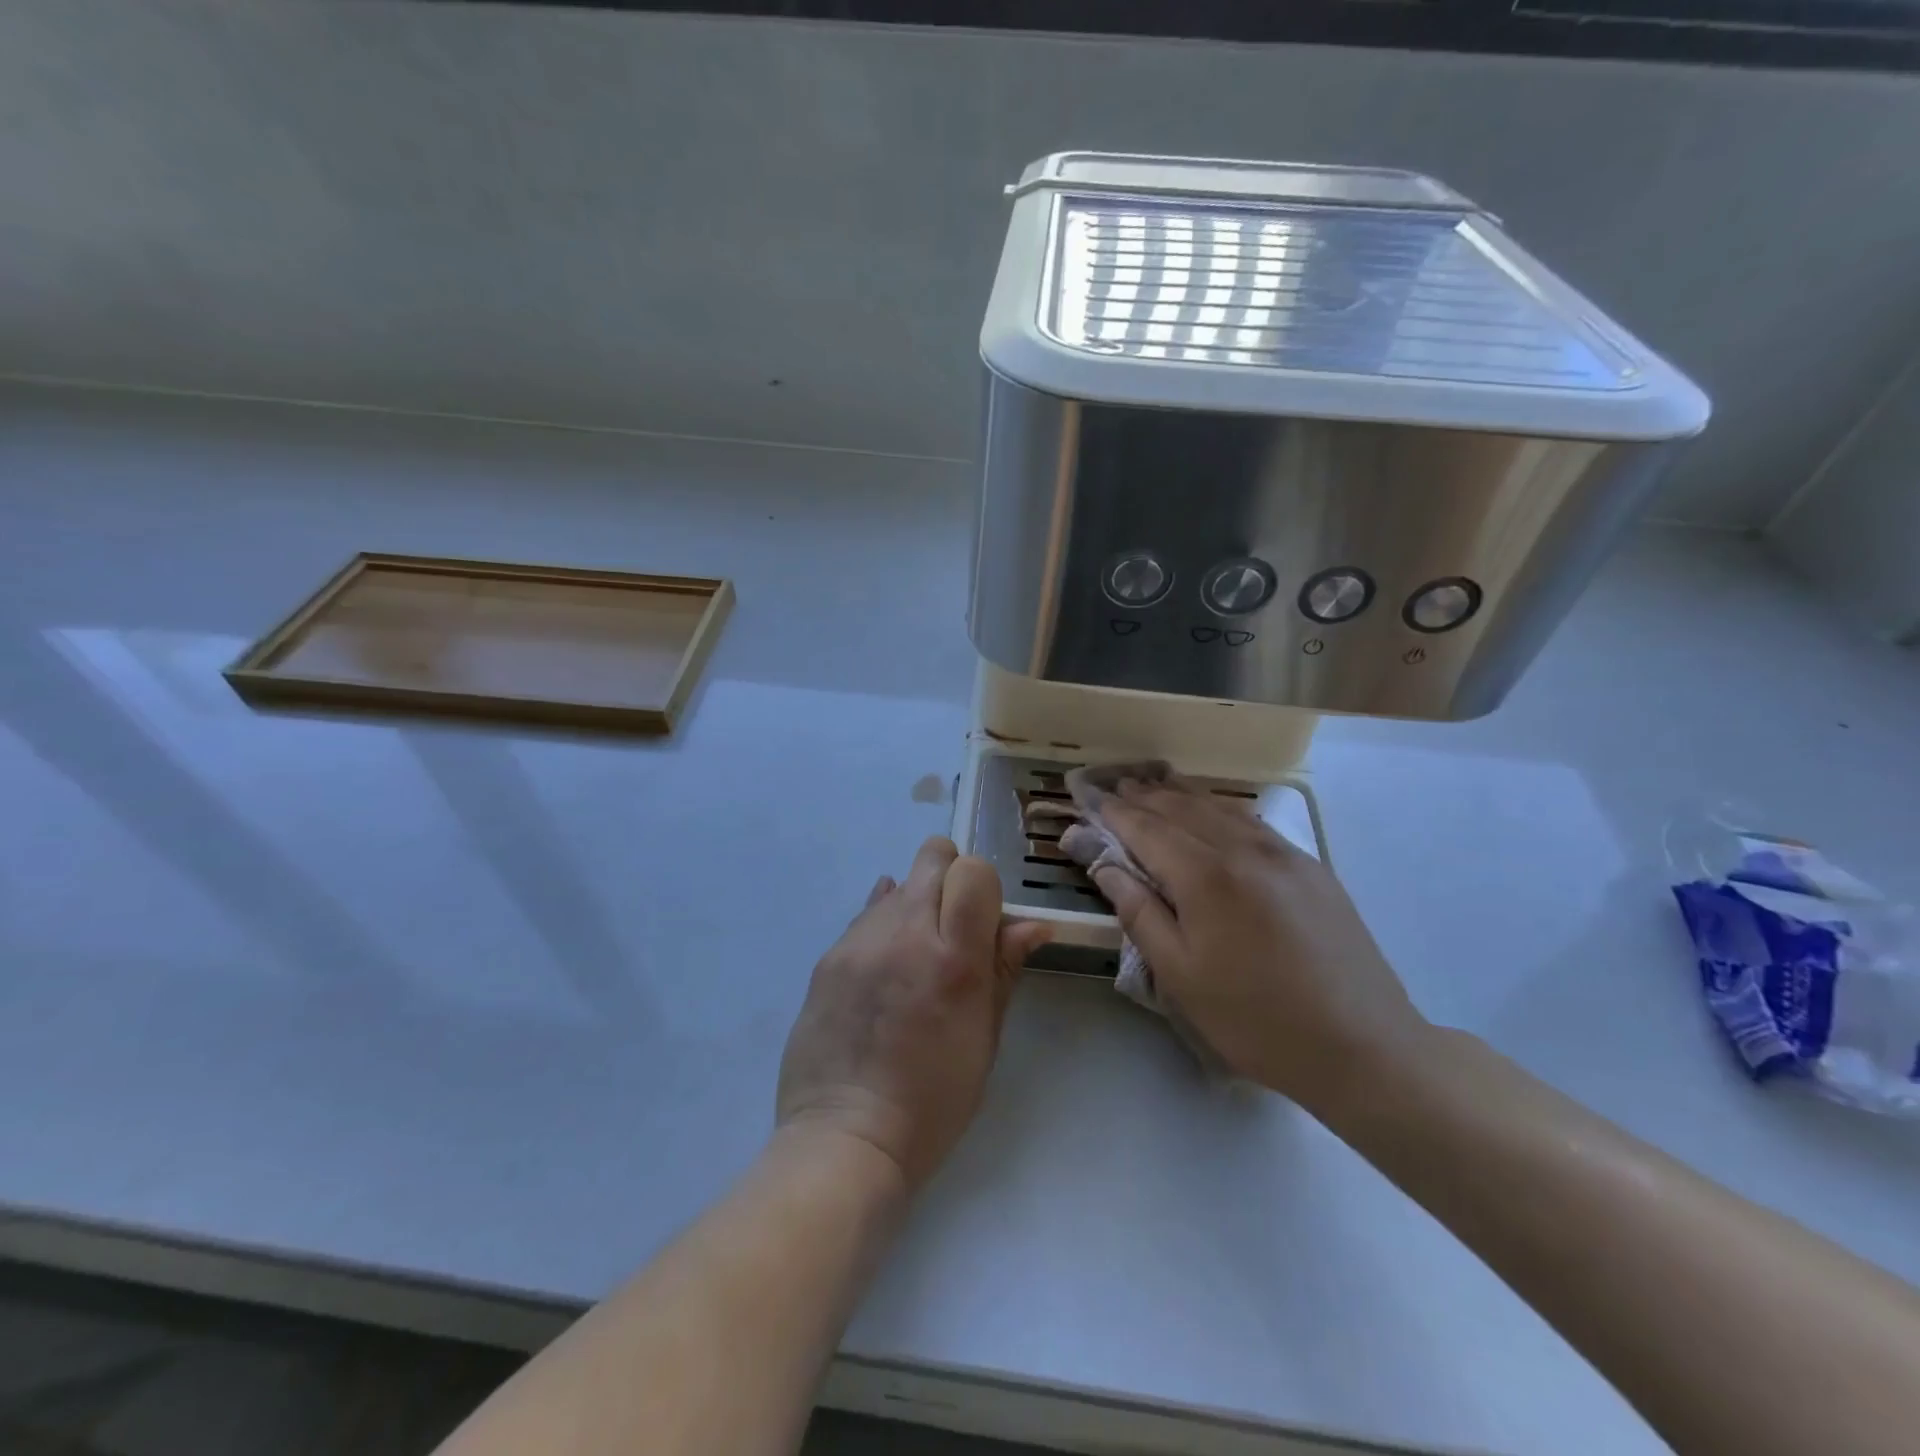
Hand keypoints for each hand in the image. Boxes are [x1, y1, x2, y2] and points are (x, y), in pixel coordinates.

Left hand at [776, 838, 1050, 1193]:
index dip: (984, 887)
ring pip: (898, 883)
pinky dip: (884, 925)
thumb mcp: (984, 1038)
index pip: (974, 872)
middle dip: (950, 876)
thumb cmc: (933, 1100)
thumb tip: (1033, 924)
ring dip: (915, 903)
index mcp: (955, 959)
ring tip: (914, 955)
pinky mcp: (828, 955)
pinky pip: (866, 915)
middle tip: (952, 925)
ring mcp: (861, 941)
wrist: (845, 1136)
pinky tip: (885, 963)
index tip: (983, 920)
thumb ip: (1004, 969)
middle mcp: (906, 934)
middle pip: (933, 857)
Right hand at [1083, 774, 1427, 1107]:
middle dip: (1142, 795)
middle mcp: (1244, 850)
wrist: (1363, 1047)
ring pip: (1219, 808)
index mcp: (1206, 877)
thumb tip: (1104, 866)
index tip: (1087, 795)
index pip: (1147, 829)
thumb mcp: (1180, 975)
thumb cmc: (1255, 1020)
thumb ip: (1138, 912)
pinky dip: (1219, 807)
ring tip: (1151, 782)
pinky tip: (1210, 808)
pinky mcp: (1310, 867)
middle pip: (1181, 809)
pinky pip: (1252, 821)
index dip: (1113, 812)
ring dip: (1179, 793)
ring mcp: (1283, 854)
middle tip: (1112, 784)